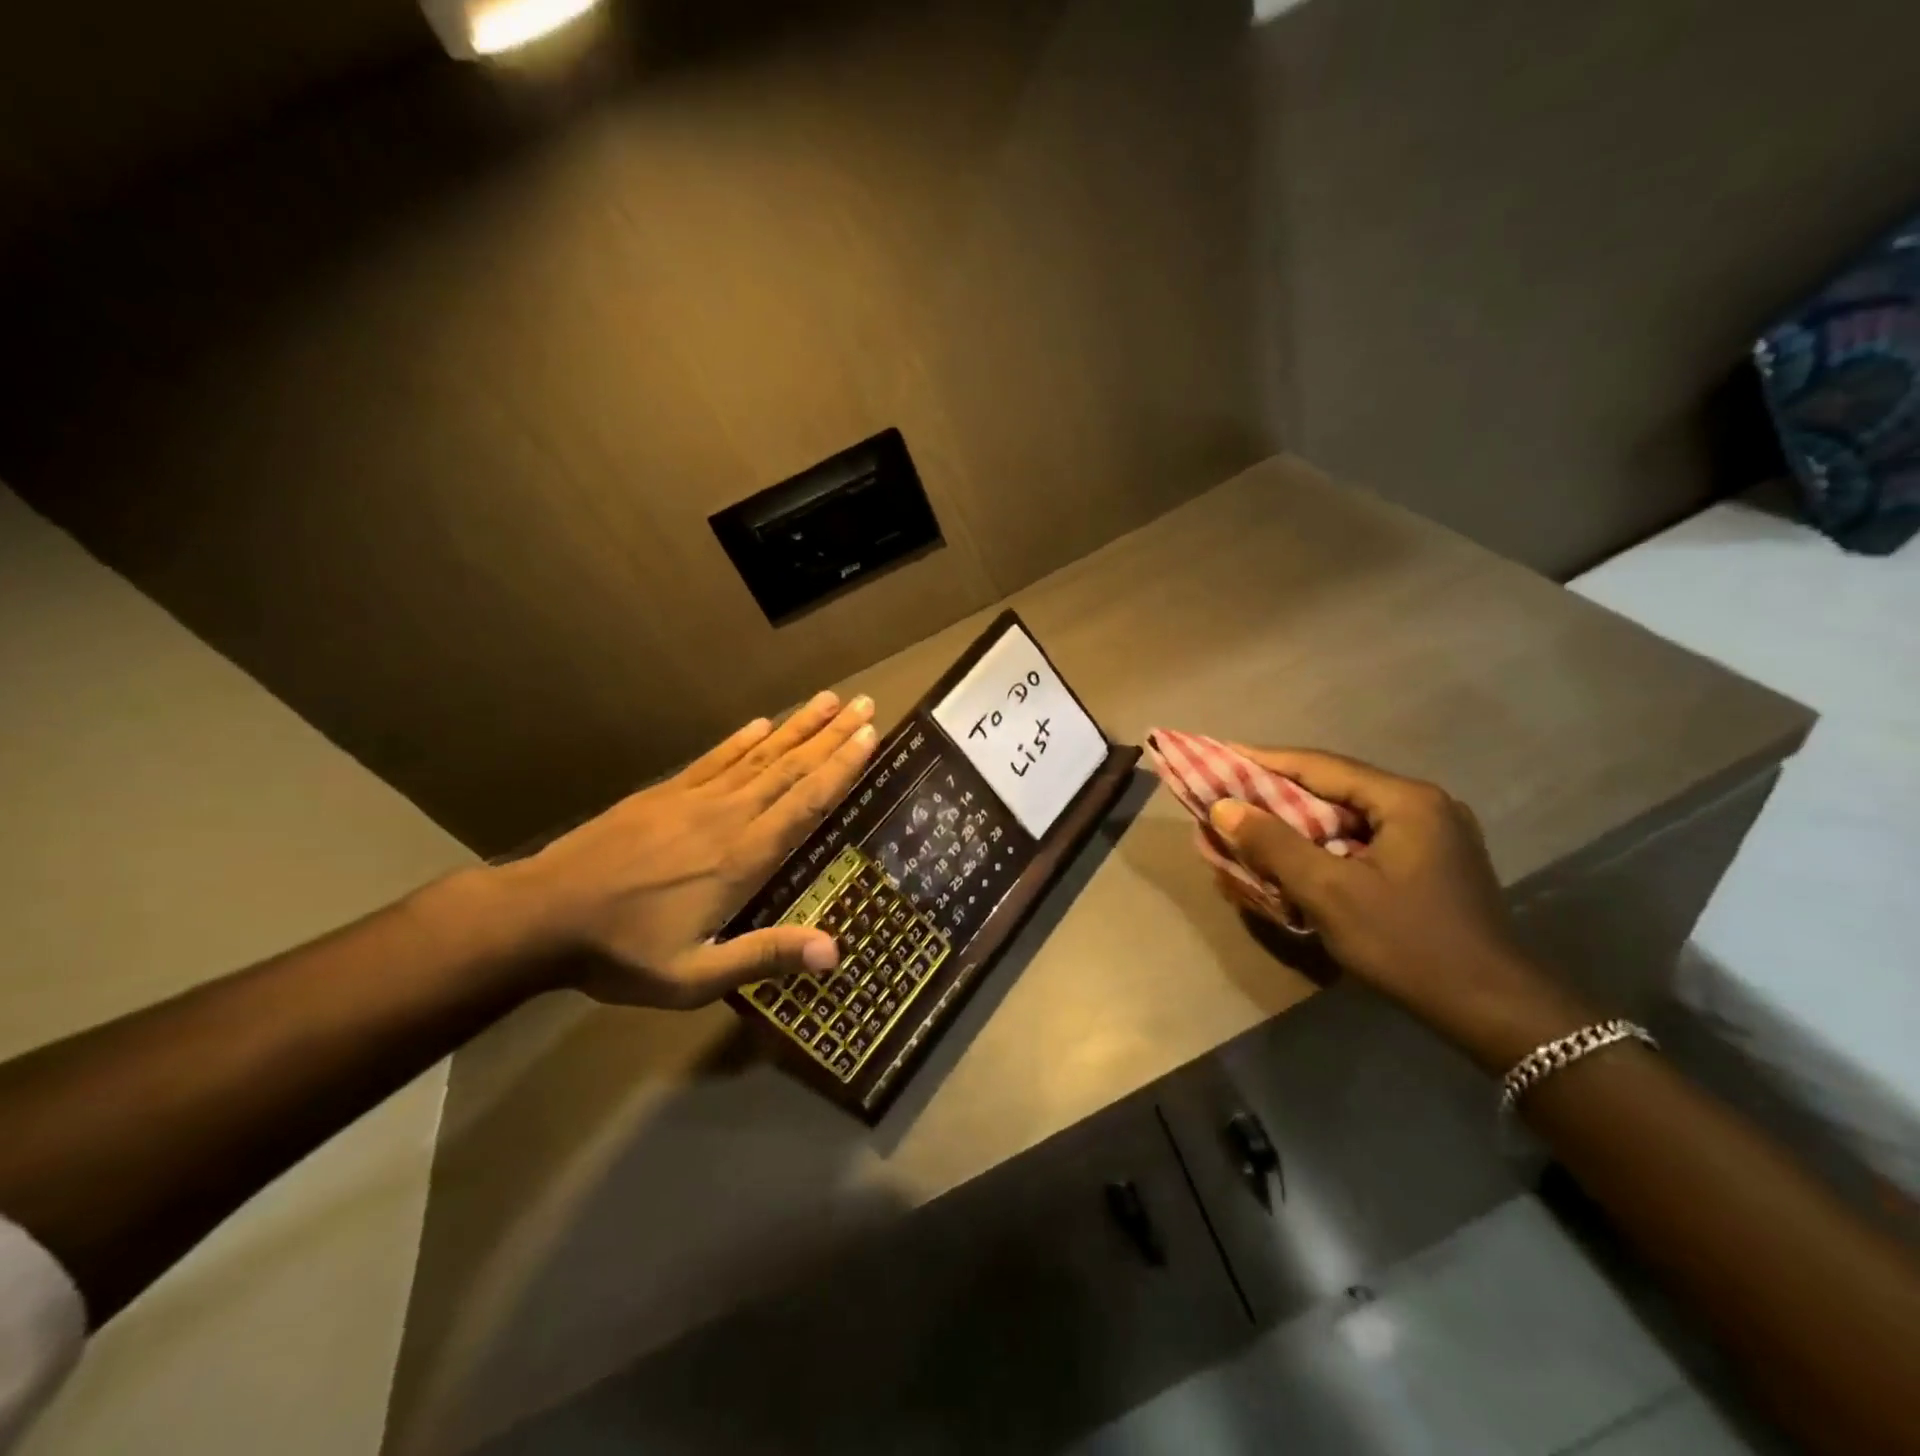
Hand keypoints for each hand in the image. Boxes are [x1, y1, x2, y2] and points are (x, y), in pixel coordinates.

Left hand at [506, 692, 878, 1008]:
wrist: (541, 915)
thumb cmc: (623, 953)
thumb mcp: (694, 976)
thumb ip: (764, 957)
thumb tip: (835, 951)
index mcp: (742, 858)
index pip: (805, 803)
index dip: (841, 768)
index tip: (869, 735)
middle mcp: (727, 817)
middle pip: (791, 769)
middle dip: (832, 735)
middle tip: (865, 703)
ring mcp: (693, 799)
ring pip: (759, 756)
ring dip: (797, 726)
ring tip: (828, 699)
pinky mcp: (663, 793)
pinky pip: (714, 759)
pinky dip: (742, 739)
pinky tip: (761, 722)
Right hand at [1206, 749, 1591, 1069]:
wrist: (1493, 1010)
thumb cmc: (1407, 944)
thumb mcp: (1330, 893)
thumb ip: (1274, 844)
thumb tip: (1223, 806)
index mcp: (1406, 800)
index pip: (1319, 765)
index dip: (1263, 760)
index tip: (1218, 754)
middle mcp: (1423, 806)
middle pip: (1334, 787)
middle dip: (1277, 793)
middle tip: (1229, 795)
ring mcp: (1432, 835)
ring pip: (1347, 815)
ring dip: (1298, 821)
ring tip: (1253, 825)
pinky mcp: (1430, 864)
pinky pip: (1363, 839)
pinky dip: (1324, 844)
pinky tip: (1297, 858)